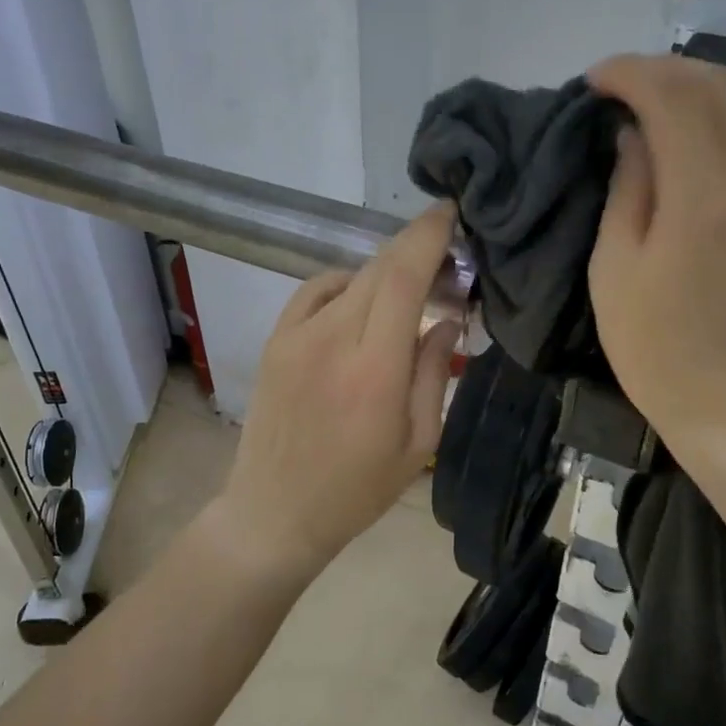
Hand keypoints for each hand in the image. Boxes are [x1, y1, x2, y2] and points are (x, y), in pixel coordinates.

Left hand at [213, 205, 462, 584]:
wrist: (275, 511)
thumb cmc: (357, 489)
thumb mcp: (418, 442)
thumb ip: (435, 373)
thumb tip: (447, 318)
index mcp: (375, 368)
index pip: (405, 277)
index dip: (429, 236)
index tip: (451, 214)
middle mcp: (333, 338)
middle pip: (381, 267)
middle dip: (416, 249)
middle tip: (445, 262)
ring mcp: (297, 335)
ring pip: (352, 277)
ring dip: (386, 273)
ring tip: (409, 294)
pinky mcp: (276, 340)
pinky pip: (317, 290)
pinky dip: (348, 285)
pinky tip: (362, 305)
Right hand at [587, 54, 725, 454]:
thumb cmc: (657, 348)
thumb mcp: (615, 269)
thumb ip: (628, 188)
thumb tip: (634, 135)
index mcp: (705, 198)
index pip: (675, 97)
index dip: (631, 74)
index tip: (595, 80)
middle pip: (722, 87)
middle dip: (667, 71)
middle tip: (620, 87)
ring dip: (696, 94)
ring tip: (649, 111)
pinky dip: (719, 129)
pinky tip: (687, 150)